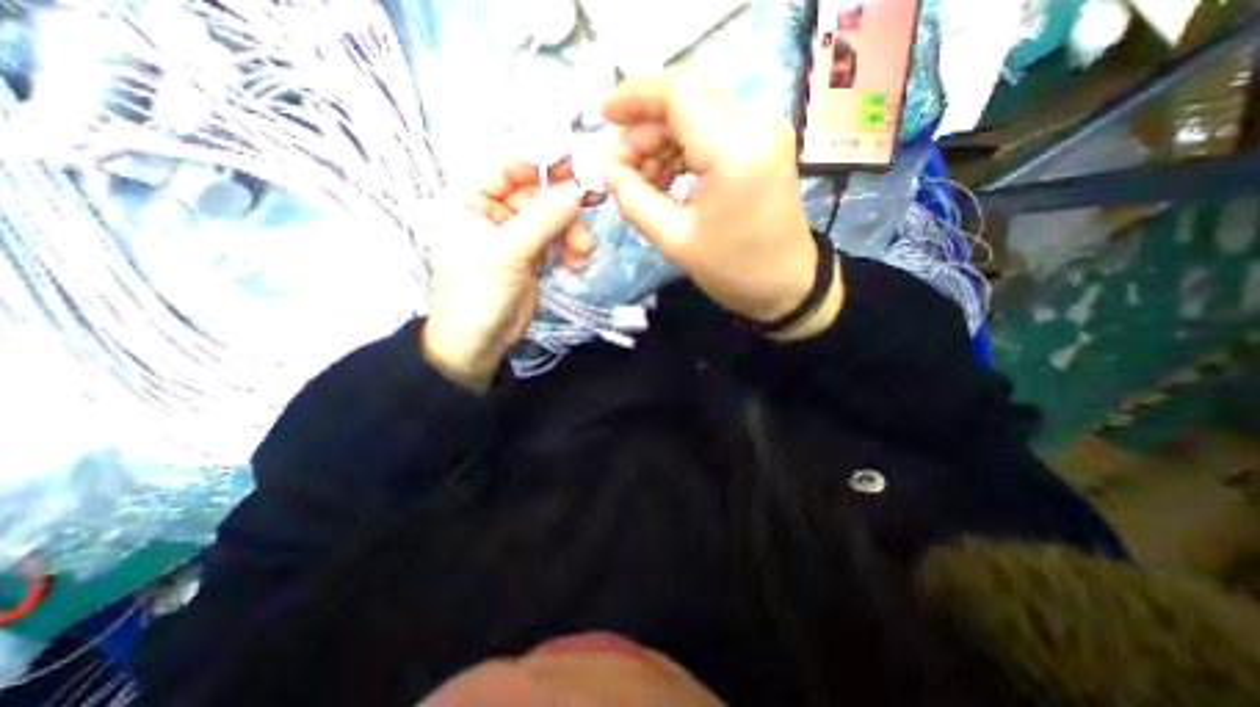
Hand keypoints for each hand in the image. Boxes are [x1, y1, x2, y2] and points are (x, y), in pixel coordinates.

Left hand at [424, 161, 597, 391]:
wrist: (481, 342)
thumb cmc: (479, 293)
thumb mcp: (507, 252)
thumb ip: (543, 219)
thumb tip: (578, 190)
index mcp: (471, 199)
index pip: (508, 166)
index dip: (542, 164)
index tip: (577, 168)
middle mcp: (494, 211)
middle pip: (538, 192)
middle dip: (565, 206)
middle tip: (593, 207)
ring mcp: (517, 234)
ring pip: (554, 218)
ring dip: (572, 232)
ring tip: (581, 252)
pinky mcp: (534, 255)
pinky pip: (558, 240)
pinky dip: (571, 248)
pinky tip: (575, 263)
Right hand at [597, 70, 838, 339]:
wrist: (786, 284)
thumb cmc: (733, 270)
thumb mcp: (675, 241)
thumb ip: (634, 200)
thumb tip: (607, 168)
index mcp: (734, 151)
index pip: (677, 94)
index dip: (633, 97)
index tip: (603, 117)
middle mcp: (755, 126)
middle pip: (686, 99)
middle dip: (644, 128)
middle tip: (620, 167)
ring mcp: (764, 132)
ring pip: (697, 113)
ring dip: (661, 141)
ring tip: (641, 181)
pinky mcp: (763, 144)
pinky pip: (713, 130)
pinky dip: (682, 149)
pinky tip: (666, 179)